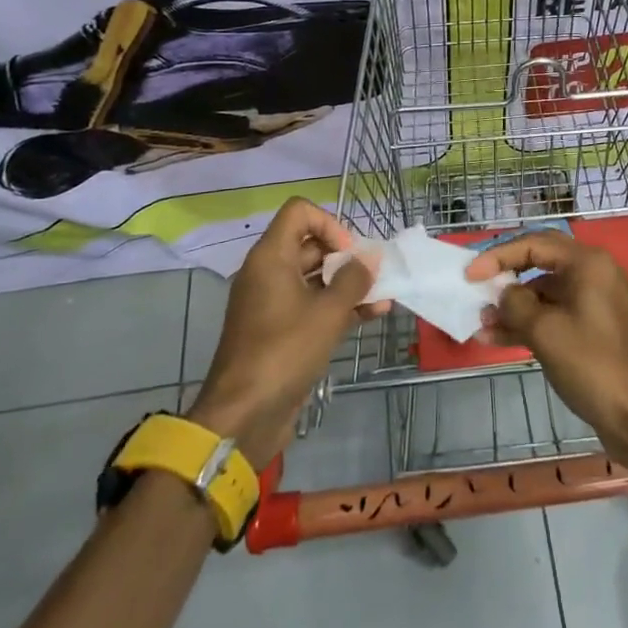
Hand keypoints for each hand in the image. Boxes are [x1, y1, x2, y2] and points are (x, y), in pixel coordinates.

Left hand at [186, 198, 377, 467]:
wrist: (244, 415)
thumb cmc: (285, 351)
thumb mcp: (328, 312)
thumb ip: (354, 279)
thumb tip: (371, 258)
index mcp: (270, 258)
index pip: (299, 212)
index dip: (330, 223)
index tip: (349, 252)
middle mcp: (268, 273)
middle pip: (310, 244)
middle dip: (346, 256)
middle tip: (373, 274)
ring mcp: (272, 303)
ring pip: (315, 278)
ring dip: (348, 283)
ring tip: (383, 294)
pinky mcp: (280, 331)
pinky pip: (312, 306)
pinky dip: (339, 306)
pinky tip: (374, 314)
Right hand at [467, 231, 627, 475]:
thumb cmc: (593, 364)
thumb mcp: (545, 332)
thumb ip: (515, 305)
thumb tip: (503, 294)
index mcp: (587, 263)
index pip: (534, 244)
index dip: (498, 256)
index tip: (469, 274)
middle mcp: (594, 274)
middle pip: (540, 263)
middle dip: (506, 276)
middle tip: (476, 288)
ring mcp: (595, 302)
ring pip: (545, 293)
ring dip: (514, 306)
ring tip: (481, 323)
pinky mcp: (593, 329)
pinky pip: (555, 315)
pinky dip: (529, 324)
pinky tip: (497, 338)